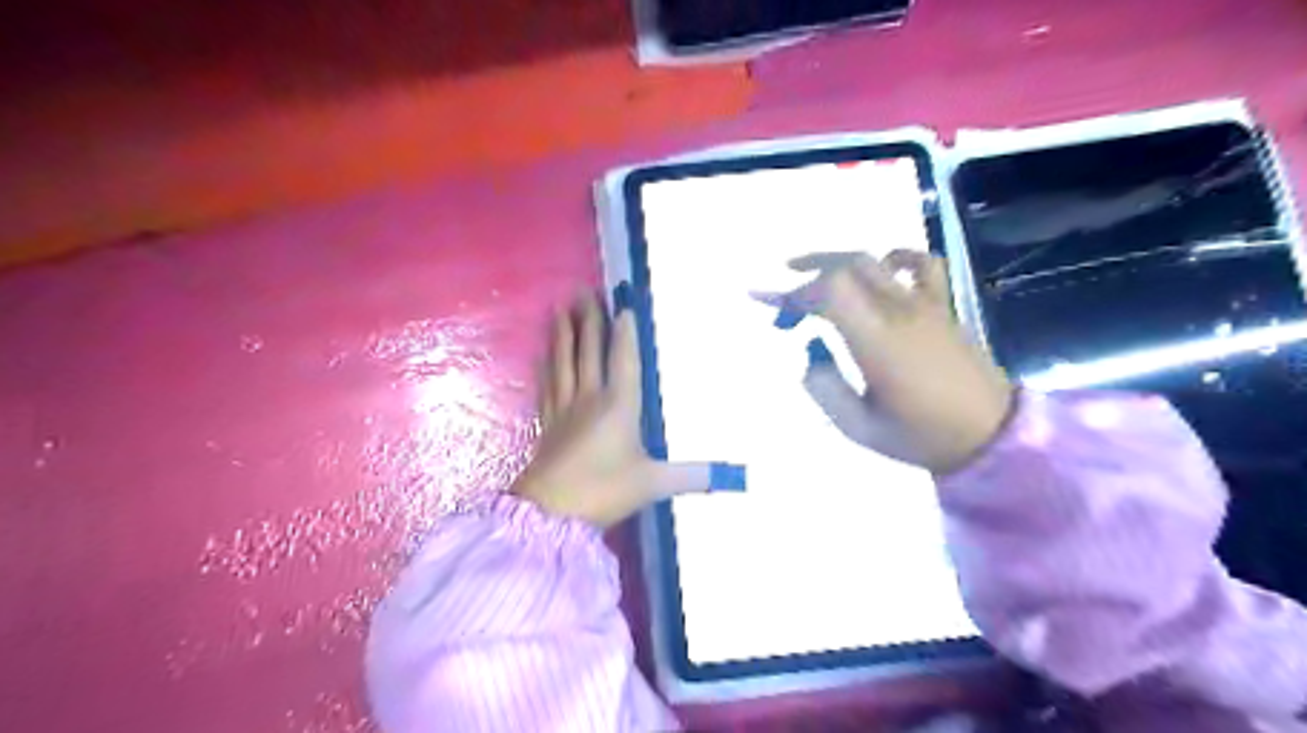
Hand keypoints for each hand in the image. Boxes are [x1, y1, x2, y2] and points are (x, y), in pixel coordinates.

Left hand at [511, 290, 729, 526]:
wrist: (550, 512)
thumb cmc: (604, 490)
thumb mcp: (653, 483)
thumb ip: (691, 476)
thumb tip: (731, 475)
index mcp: (619, 405)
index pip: (623, 358)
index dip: (624, 331)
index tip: (622, 304)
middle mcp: (590, 397)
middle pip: (588, 351)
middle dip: (589, 321)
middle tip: (583, 292)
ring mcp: (565, 408)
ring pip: (563, 361)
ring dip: (562, 334)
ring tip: (558, 308)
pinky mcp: (547, 422)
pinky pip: (547, 384)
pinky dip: (546, 365)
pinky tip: (543, 354)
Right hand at [763, 250, 1013, 471]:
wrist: (990, 436)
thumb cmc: (921, 436)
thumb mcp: (859, 428)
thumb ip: (824, 389)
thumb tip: (811, 353)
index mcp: (877, 341)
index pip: (829, 293)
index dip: (792, 293)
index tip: (766, 304)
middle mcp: (900, 312)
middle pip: (848, 267)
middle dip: (807, 275)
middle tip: (784, 301)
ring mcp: (925, 305)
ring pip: (876, 261)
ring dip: (839, 260)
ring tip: (813, 271)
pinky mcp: (943, 307)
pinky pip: (923, 266)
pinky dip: (897, 257)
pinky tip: (882, 267)